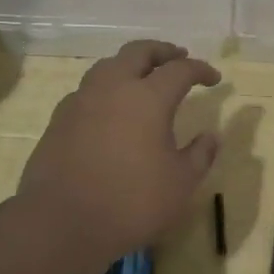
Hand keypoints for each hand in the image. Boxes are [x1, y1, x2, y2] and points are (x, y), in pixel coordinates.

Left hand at [17, 40, 221, 262]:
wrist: (61, 222)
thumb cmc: (131, 202)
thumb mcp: (180, 183)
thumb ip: (200, 155)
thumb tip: (211, 136)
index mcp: (148, 97)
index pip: (180, 70)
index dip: (200, 70)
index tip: (214, 78)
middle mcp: (113, 88)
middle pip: (139, 52)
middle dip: (162, 51)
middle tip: (178, 57)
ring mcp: (81, 100)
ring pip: (108, 65)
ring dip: (130, 64)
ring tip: (143, 77)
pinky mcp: (59, 119)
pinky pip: (87, 90)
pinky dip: (106, 88)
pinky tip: (110, 108)